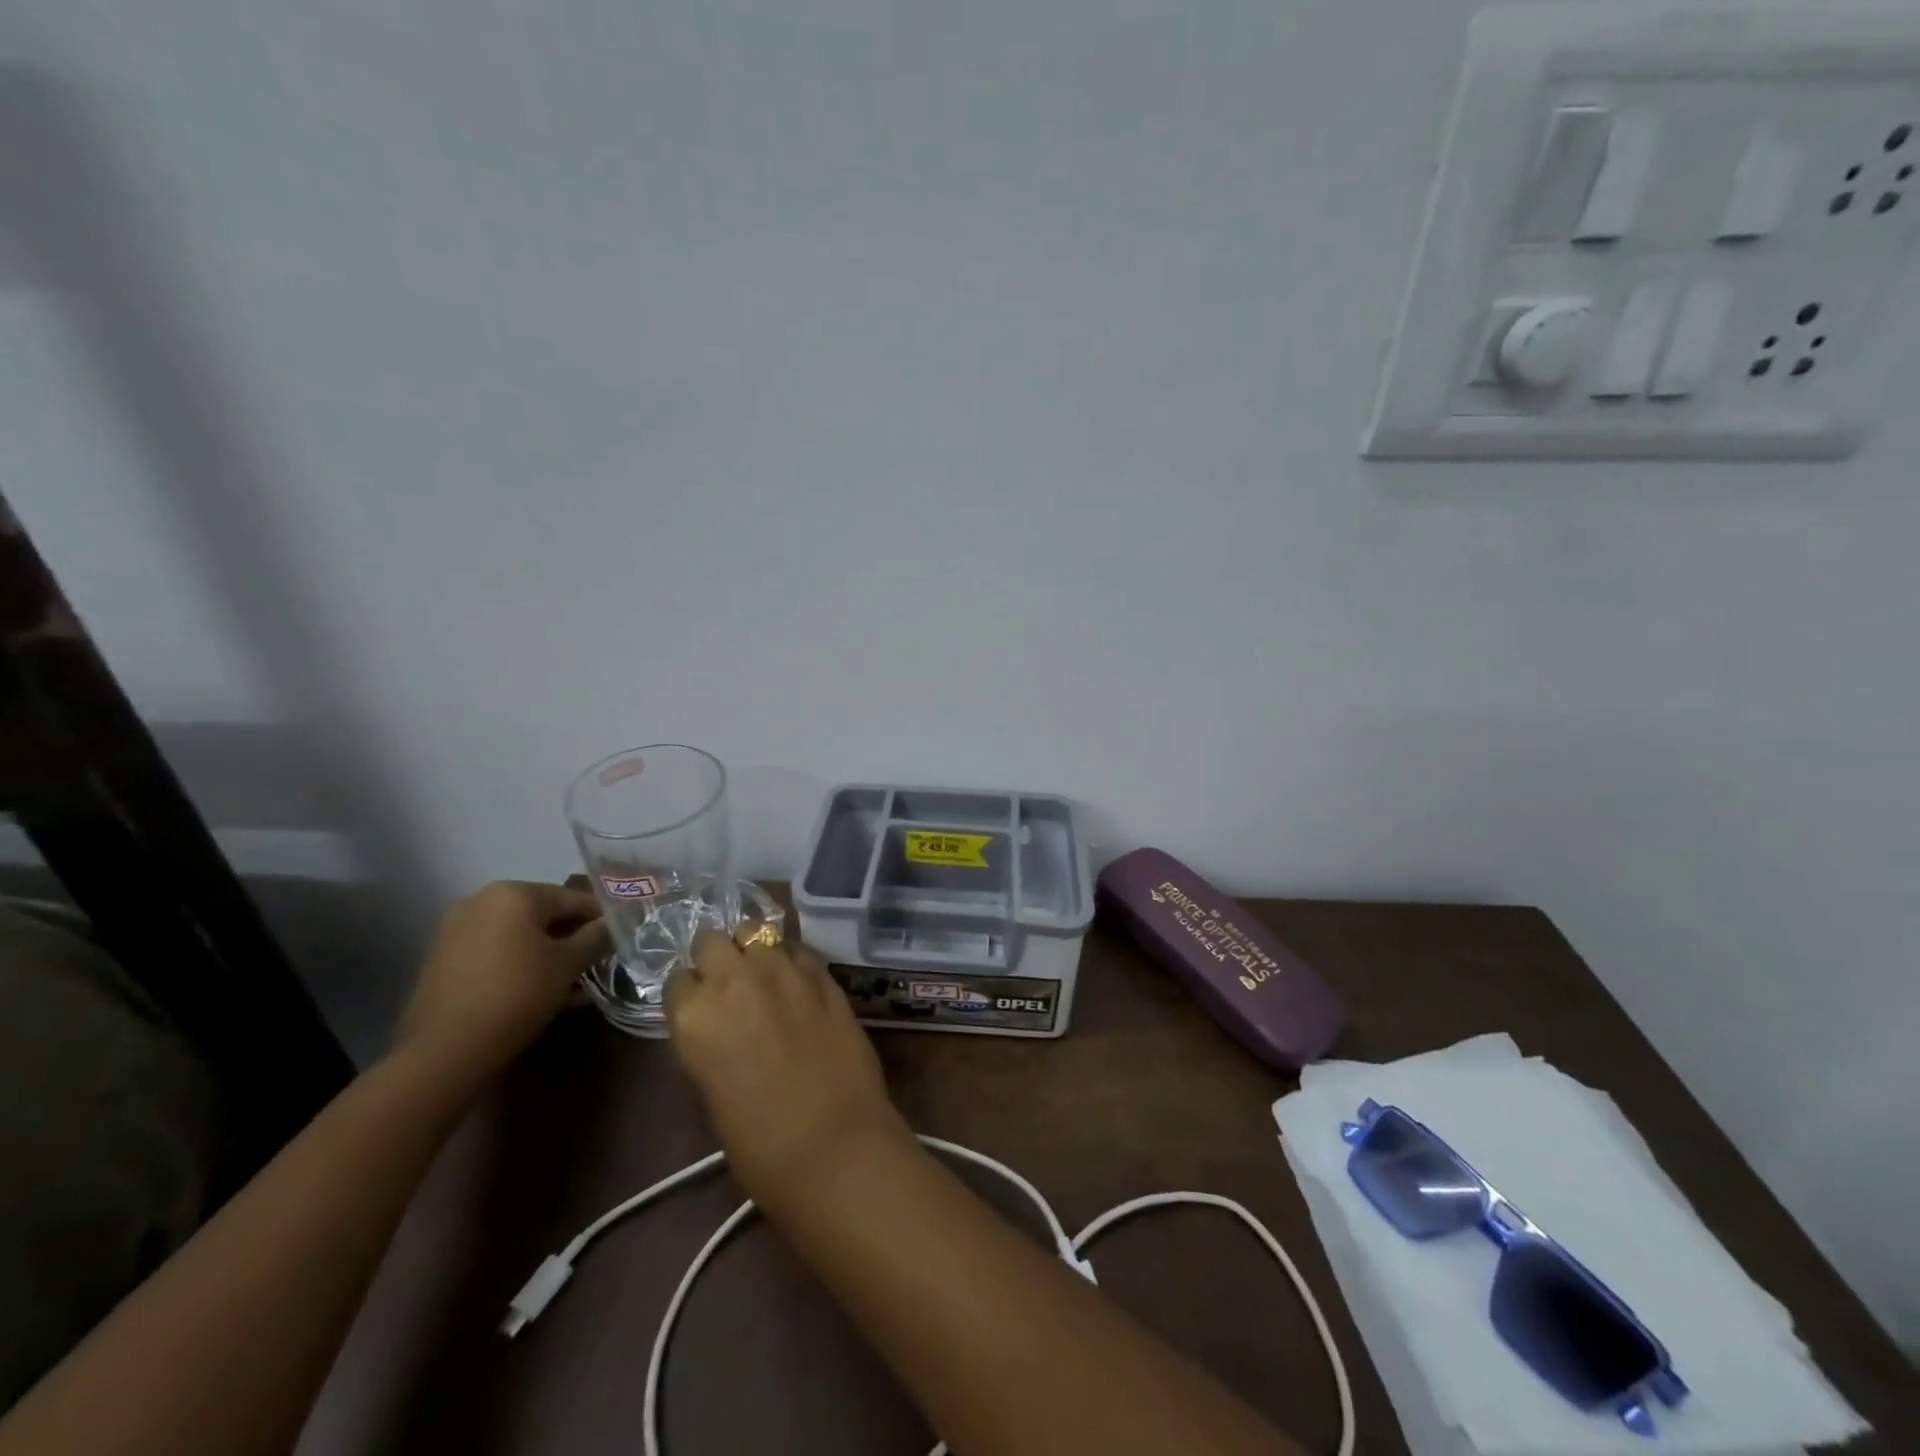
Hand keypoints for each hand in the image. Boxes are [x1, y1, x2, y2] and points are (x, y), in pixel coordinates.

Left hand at [397, 881, 607, 1082]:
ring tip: (573, 984)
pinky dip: (520, 966)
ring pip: (519, 937)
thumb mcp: (570, 963)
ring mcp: (456, 931)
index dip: (602, 919)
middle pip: (544, 916)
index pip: (573, 898)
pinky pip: (495, 954)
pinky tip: (540, 992)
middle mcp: (481, 901)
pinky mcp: (443, 961)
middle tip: (597, 963)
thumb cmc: (518, 993)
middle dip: (573, 939)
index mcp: (514, 893)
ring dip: (548, 955)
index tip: (621, 939)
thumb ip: (597, 936)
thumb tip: (612, 924)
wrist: (445, 1051)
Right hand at [667, 932, 909, 1206]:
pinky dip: (791, 957)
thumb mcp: (712, 1091)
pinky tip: (797, 980)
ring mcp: (781, 969)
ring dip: (754, 950)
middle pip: (712, 942)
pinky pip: (796, 947)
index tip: (701, 1007)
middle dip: (717, 958)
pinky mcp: (821, 971)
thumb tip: (721, 1025)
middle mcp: (732, 979)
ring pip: (755, 931)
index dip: (691, 994)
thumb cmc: (760, 1143)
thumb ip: (710, 1042)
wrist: (833, 1142)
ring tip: (763, 975)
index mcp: (693, 1016)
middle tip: (730, 984)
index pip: (678, 981)